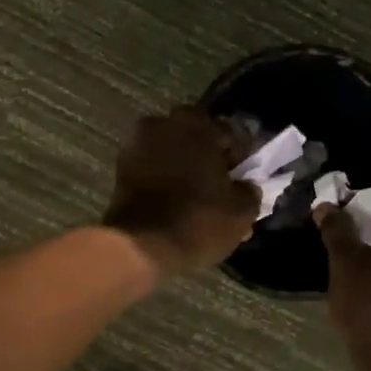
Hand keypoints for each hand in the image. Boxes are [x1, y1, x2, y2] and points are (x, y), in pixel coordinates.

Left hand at [103, 109, 259, 274]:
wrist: (138, 246)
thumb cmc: (197, 221)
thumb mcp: (240, 212)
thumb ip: (250, 191)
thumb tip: (246, 185)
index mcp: (197, 124)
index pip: (231, 134)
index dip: (242, 158)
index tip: (245, 179)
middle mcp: (164, 124)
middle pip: (198, 139)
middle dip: (210, 159)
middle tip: (222, 187)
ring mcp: (138, 144)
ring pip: (174, 152)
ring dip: (186, 168)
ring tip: (199, 199)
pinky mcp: (121, 167)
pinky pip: (154, 167)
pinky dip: (166, 179)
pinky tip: (177, 203)